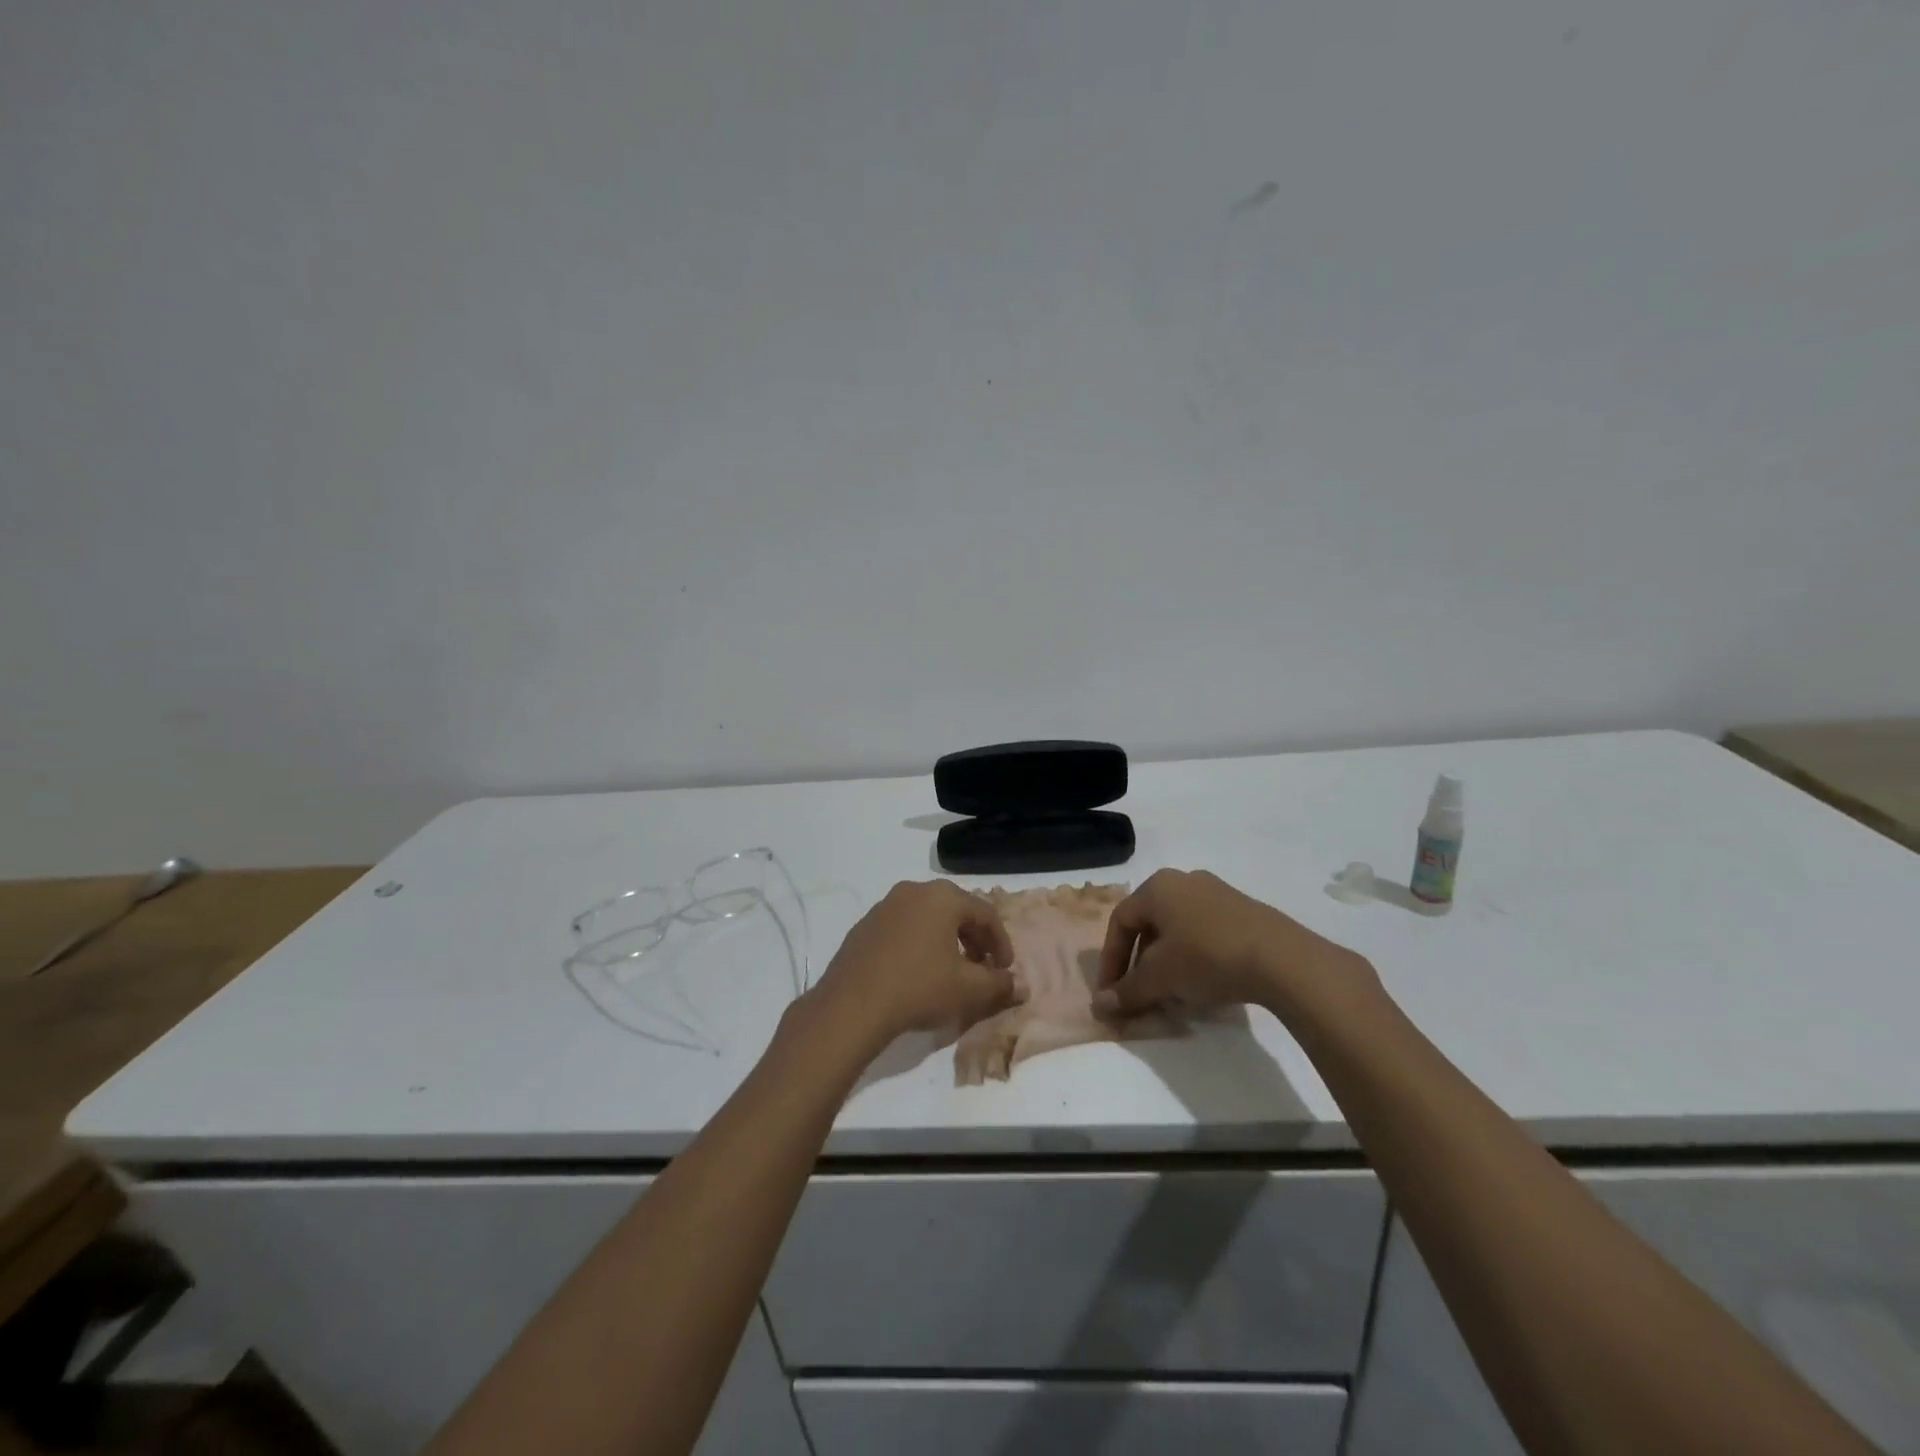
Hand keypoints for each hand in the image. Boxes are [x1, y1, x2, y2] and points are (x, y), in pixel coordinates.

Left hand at [810, 880, 1020, 1049]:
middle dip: (974, 939)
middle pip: (956, 910)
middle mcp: (913, 891)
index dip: (1001, 943)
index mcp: (942, 897)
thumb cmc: (918, 988)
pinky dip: (919, 943)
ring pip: (928, 917)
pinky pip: (903, 928)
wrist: (851, 1005)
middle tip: (982, 967)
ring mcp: (885, 906)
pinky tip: (918, 972)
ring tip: (951, 971)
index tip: (1004, 970)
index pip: (985, 914)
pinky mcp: (864, 925)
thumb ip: (999, 984)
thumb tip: (1021, 986)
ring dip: (946, 940)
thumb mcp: (968, 990)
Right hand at [1093, 868, 1366, 1022]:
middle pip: (1149, 924)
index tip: (1112, 994)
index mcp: (1157, 887)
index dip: (1111, 960)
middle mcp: (1184, 881)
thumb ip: (1127, 991)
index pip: (1120, 922)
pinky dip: (1195, 957)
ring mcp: (1217, 892)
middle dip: (1140, 963)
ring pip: (1178, 929)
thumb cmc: (1207, 957)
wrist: (1282, 959)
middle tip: (1141, 994)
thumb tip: (1100, 1006)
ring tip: (1173, 994)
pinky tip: (1205, 985)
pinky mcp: (1244, 910)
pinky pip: (1205, 932)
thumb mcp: (1160, 978)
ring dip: (1168, 962)